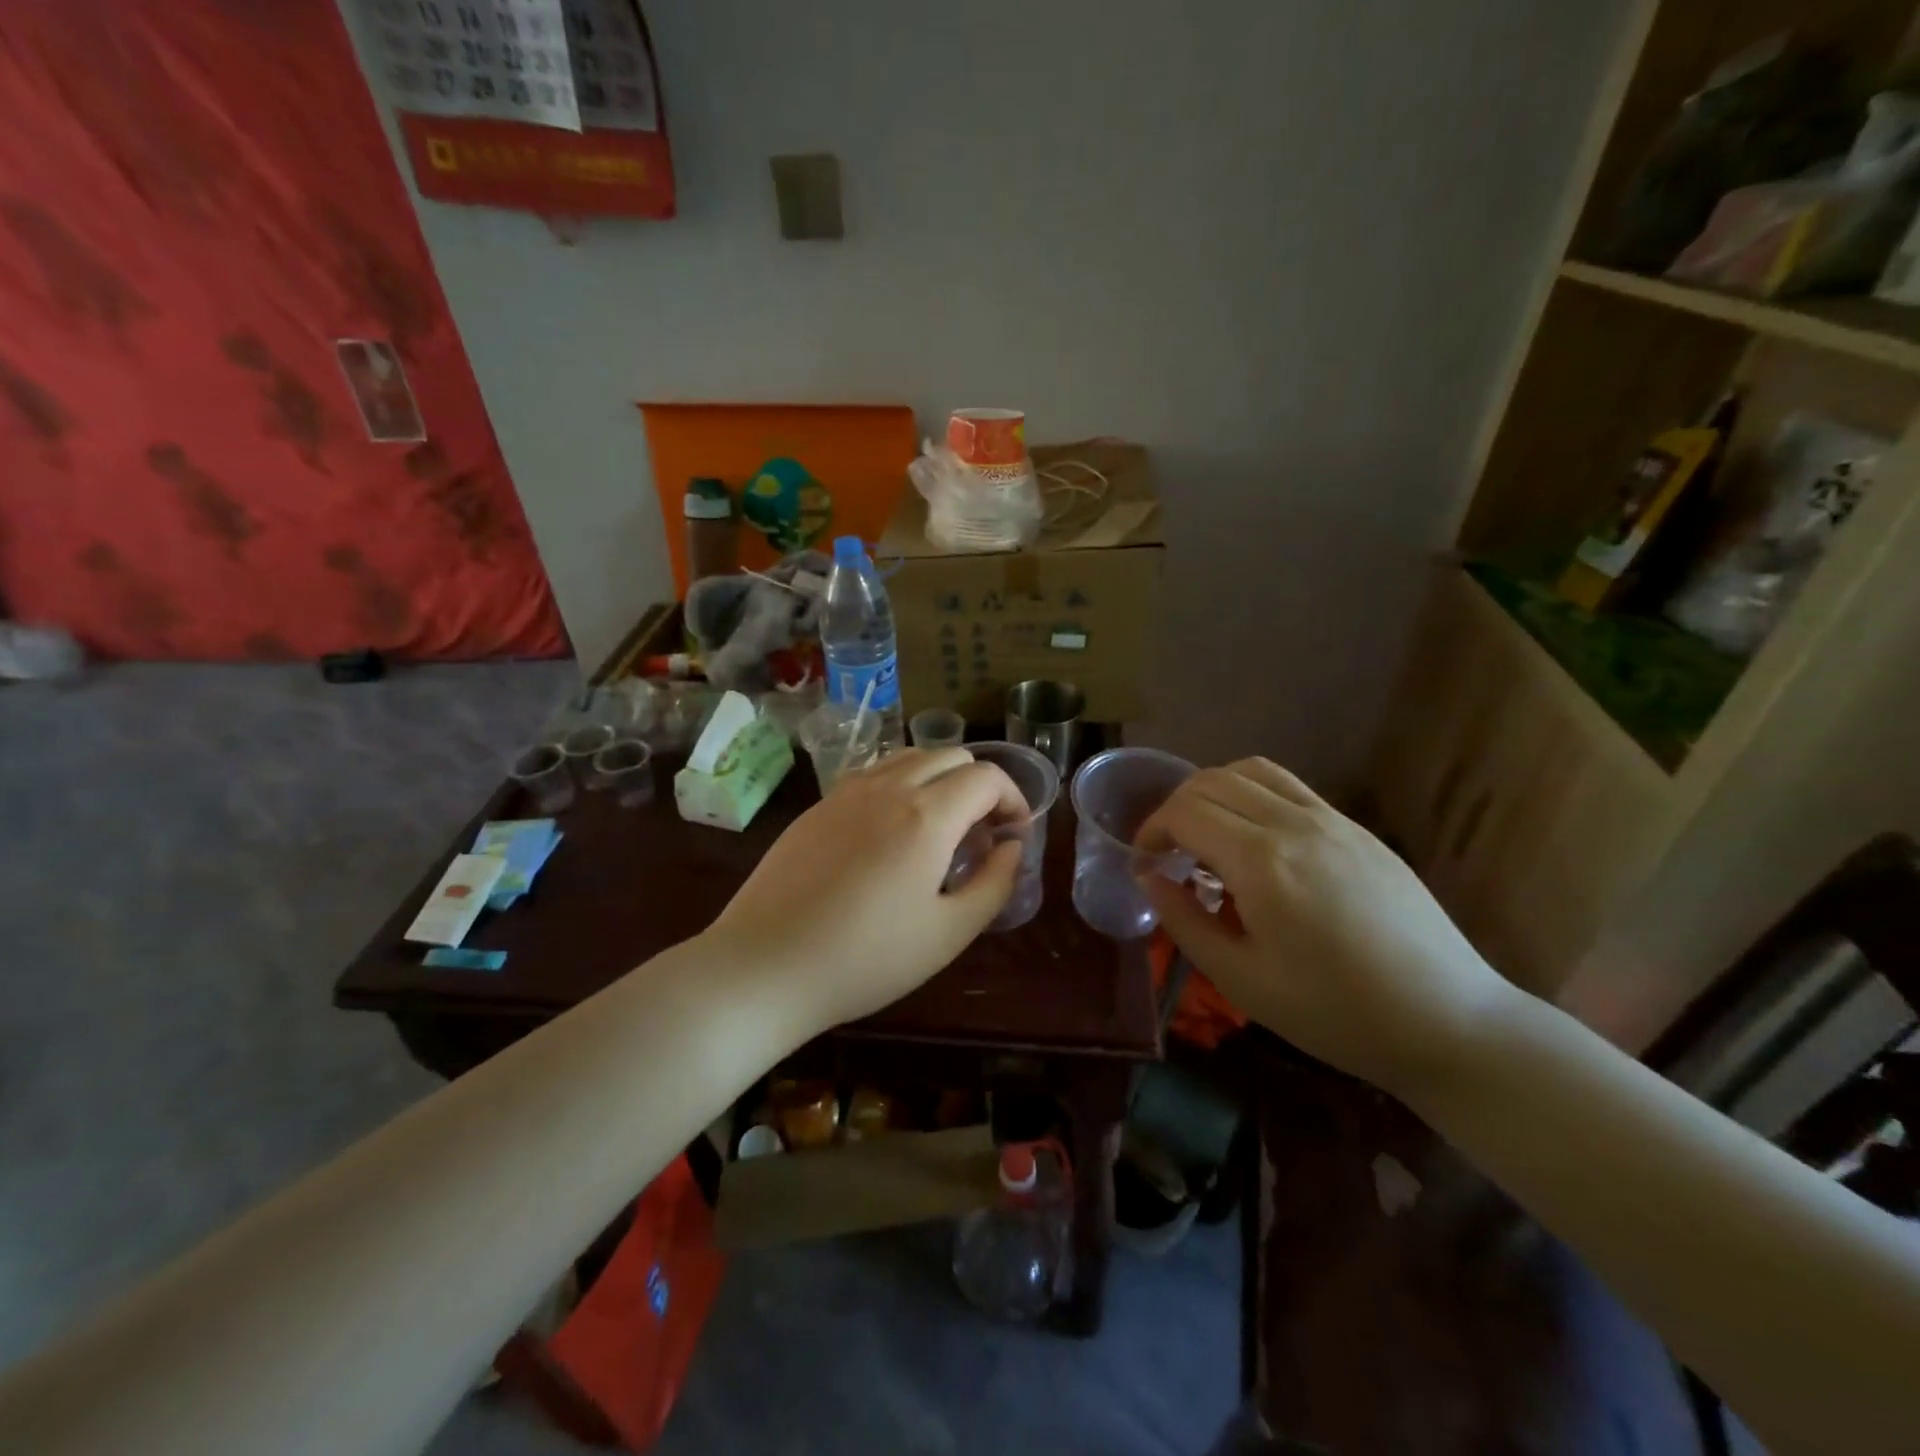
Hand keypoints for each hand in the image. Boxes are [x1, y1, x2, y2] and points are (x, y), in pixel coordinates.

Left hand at [704, 748, 1024, 1031]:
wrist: (764, 966)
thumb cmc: (866, 959)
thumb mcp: (949, 934)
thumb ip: (994, 884)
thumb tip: (1012, 847)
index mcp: (927, 815)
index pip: (987, 777)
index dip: (1013, 799)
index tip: (1014, 835)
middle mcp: (888, 786)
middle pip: (951, 756)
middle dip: (980, 786)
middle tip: (981, 835)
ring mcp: (847, 791)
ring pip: (910, 757)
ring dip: (940, 780)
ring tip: (939, 830)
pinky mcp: (818, 806)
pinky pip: (874, 774)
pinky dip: (901, 786)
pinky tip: (892, 834)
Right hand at [1137, 758, 1517, 1098]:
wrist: (1447, 1021)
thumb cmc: (1334, 1012)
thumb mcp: (1241, 979)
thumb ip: (1184, 920)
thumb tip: (1149, 877)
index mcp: (1262, 863)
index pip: (1185, 812)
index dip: (1151, 831)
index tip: (1144, 865)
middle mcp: (1294, 824)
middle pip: (1211, 781)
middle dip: (1174, 809)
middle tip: (1167, 852)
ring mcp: (1331, 820)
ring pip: (1250, 771)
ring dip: (1212, 792)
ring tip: (1205, 834)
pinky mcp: (1356, 828)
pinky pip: (1289, 786)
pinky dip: (1252, 794)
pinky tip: (1254, 839)